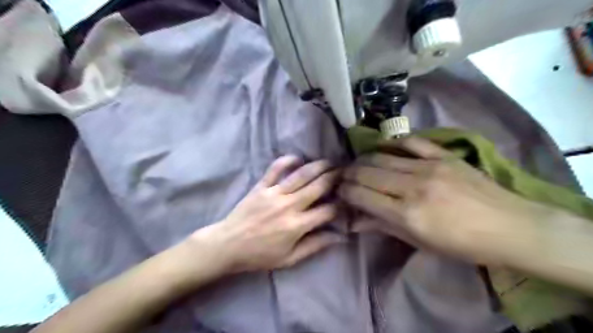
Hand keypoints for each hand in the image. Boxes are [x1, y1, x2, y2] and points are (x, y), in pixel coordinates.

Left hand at [190, 156, 342, 273]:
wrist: (228, 245)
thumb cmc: (260, 255)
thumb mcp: (290, 258)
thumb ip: (316, 245)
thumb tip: (340, 237)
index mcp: (298, 225)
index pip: (328, 210)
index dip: (341, 205)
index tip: (347, 199)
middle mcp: (289, 205)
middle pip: (318, 186)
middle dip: (334, 177)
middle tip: (344, 171)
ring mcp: (274, 193)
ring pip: (301, 174)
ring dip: (318, 166)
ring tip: (329, 161)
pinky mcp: (261, 186)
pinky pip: (275, 168)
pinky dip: (287, 160)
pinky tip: (298, 158)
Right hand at [338, 137, 550, 263]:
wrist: (511, 227)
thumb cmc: (462, 244)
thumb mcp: (419, 242)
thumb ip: (382, 227)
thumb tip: (353, 220)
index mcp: (407, 215)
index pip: (362, 196)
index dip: (345, 191)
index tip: (339, 190)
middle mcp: (412, 187)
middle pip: (367, 173)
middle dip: (349, 173)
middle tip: (343, 176)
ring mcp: (429, 167)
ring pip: (382, 157)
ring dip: (364, 159)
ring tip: (357, 163)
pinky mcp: (443, 155)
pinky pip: (410, 142)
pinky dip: (392, 143)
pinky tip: (383, 146)